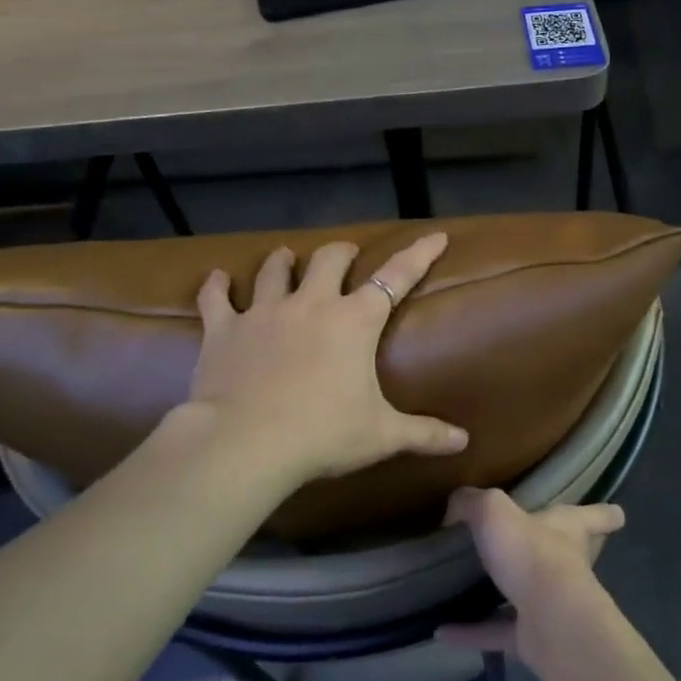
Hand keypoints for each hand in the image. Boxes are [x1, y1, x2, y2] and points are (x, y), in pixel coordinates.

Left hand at [184, 232, 468, 483]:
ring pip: (274, 270)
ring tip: (287, 256)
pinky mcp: (224, 329)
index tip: (435, 236)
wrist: (246, 443)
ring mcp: (263, 312)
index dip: (419, 254)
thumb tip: (463, 442)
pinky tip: (217, 278)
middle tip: (347, 255)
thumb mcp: (381, 436)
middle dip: (342, 252)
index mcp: (355, 322)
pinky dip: (217, 286)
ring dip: (284, 261)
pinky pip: (217, 298)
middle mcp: (311, 305)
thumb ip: (424, 434)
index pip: (396, 277)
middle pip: (329, 260)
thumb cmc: (323, 434)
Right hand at [437, 486, 623, 670]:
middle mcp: (567, 565)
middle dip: (560, 550)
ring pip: (531, 595)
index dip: (604, 513)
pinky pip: (497, 631)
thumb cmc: (533, 554)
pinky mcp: (533, 639)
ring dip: (507, 593)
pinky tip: (442, 630)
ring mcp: (553, 605)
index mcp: (570, 529)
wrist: (549, 621)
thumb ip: (472, 502)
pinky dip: (472, 632)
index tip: (617, 514)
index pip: (597, 516)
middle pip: (572, 554)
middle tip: (535, 544)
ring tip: (474, 588)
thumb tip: (455, 508)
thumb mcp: (494, 511)